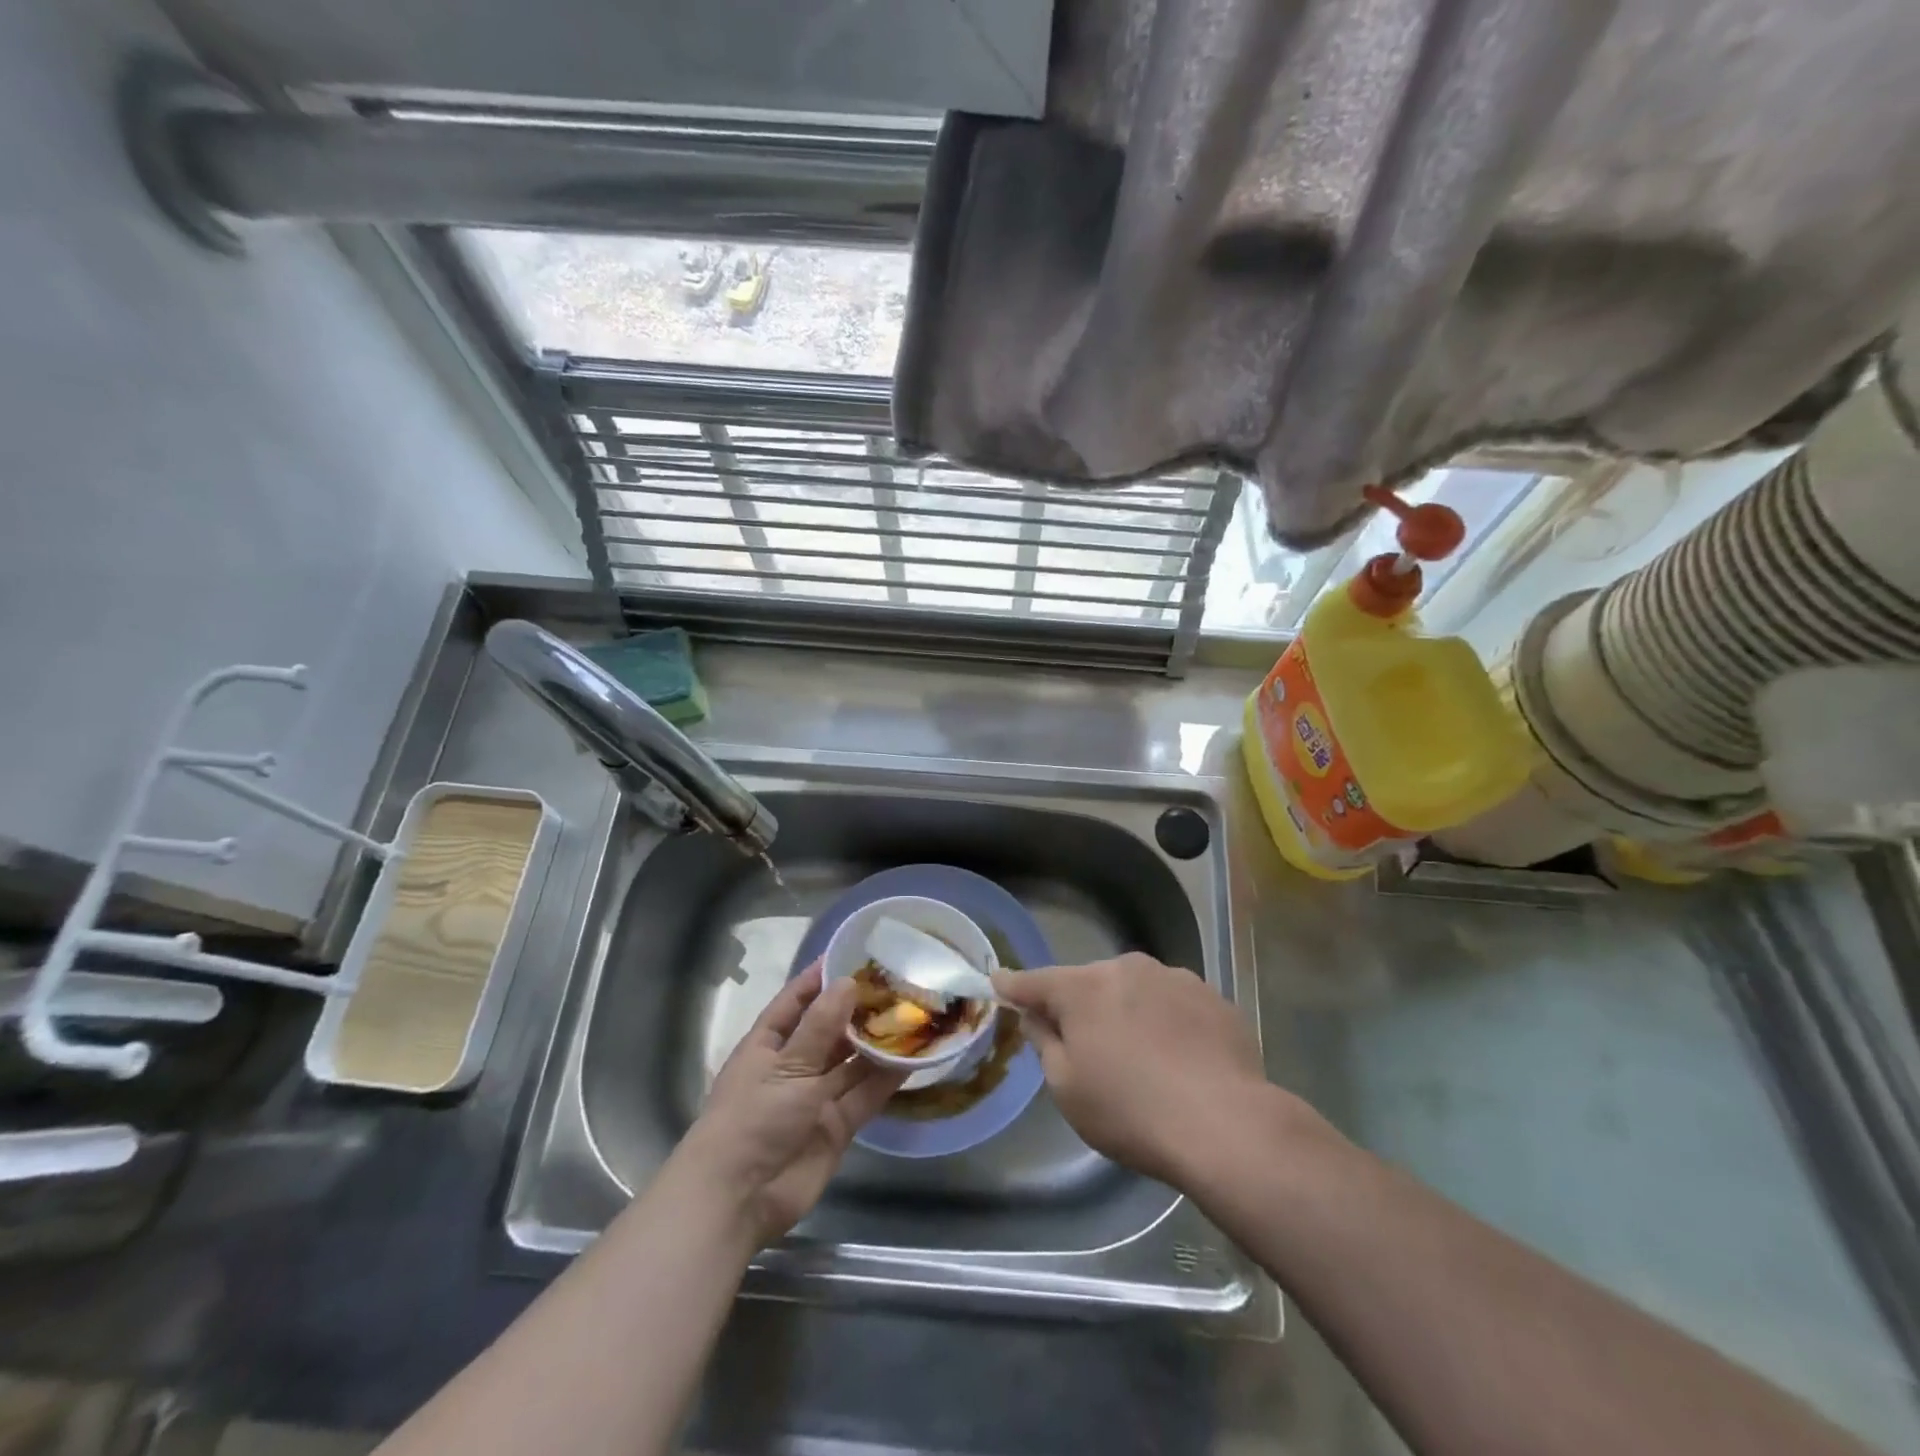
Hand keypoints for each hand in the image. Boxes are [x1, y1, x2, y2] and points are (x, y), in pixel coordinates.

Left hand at [676, 966, 904, 1246]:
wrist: (738, 1200)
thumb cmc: (752, 1119)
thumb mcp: (787, 1067)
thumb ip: (821, 1027)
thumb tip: (848, 982)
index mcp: (768, 1044)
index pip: (796, 1001)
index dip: (819, 978)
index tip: (851, 953)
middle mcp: (793, 1065)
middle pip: (829, 1030)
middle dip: (858, 1009)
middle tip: (896, 982)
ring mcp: (815, 1097)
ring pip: (851, 1062)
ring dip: (877, 1042)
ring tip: (912, 1013)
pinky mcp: (836, 1126)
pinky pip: (865, 1095)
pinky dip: (886, 1078)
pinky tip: (912, 1057)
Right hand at [993, 953, 1283, 1185]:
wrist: (1226, 1123)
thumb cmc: (1131, 1111)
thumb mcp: (1068, 1089)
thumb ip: (1046, 1042)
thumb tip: (1039, 1015)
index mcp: (1083, 988)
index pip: (1035, 982)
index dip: (1014, 985)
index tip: (999, 981)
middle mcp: (1126, 968)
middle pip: (1090, 985)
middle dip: (1082, 1008)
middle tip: (1088, 1049)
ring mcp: (1174, 977)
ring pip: (1135, 991)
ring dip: (1127, 1013)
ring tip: (1143, 1059)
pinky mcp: (1211, 996)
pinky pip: (1173, 1004)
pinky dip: (1167, 1023)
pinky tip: (1181, 1060)